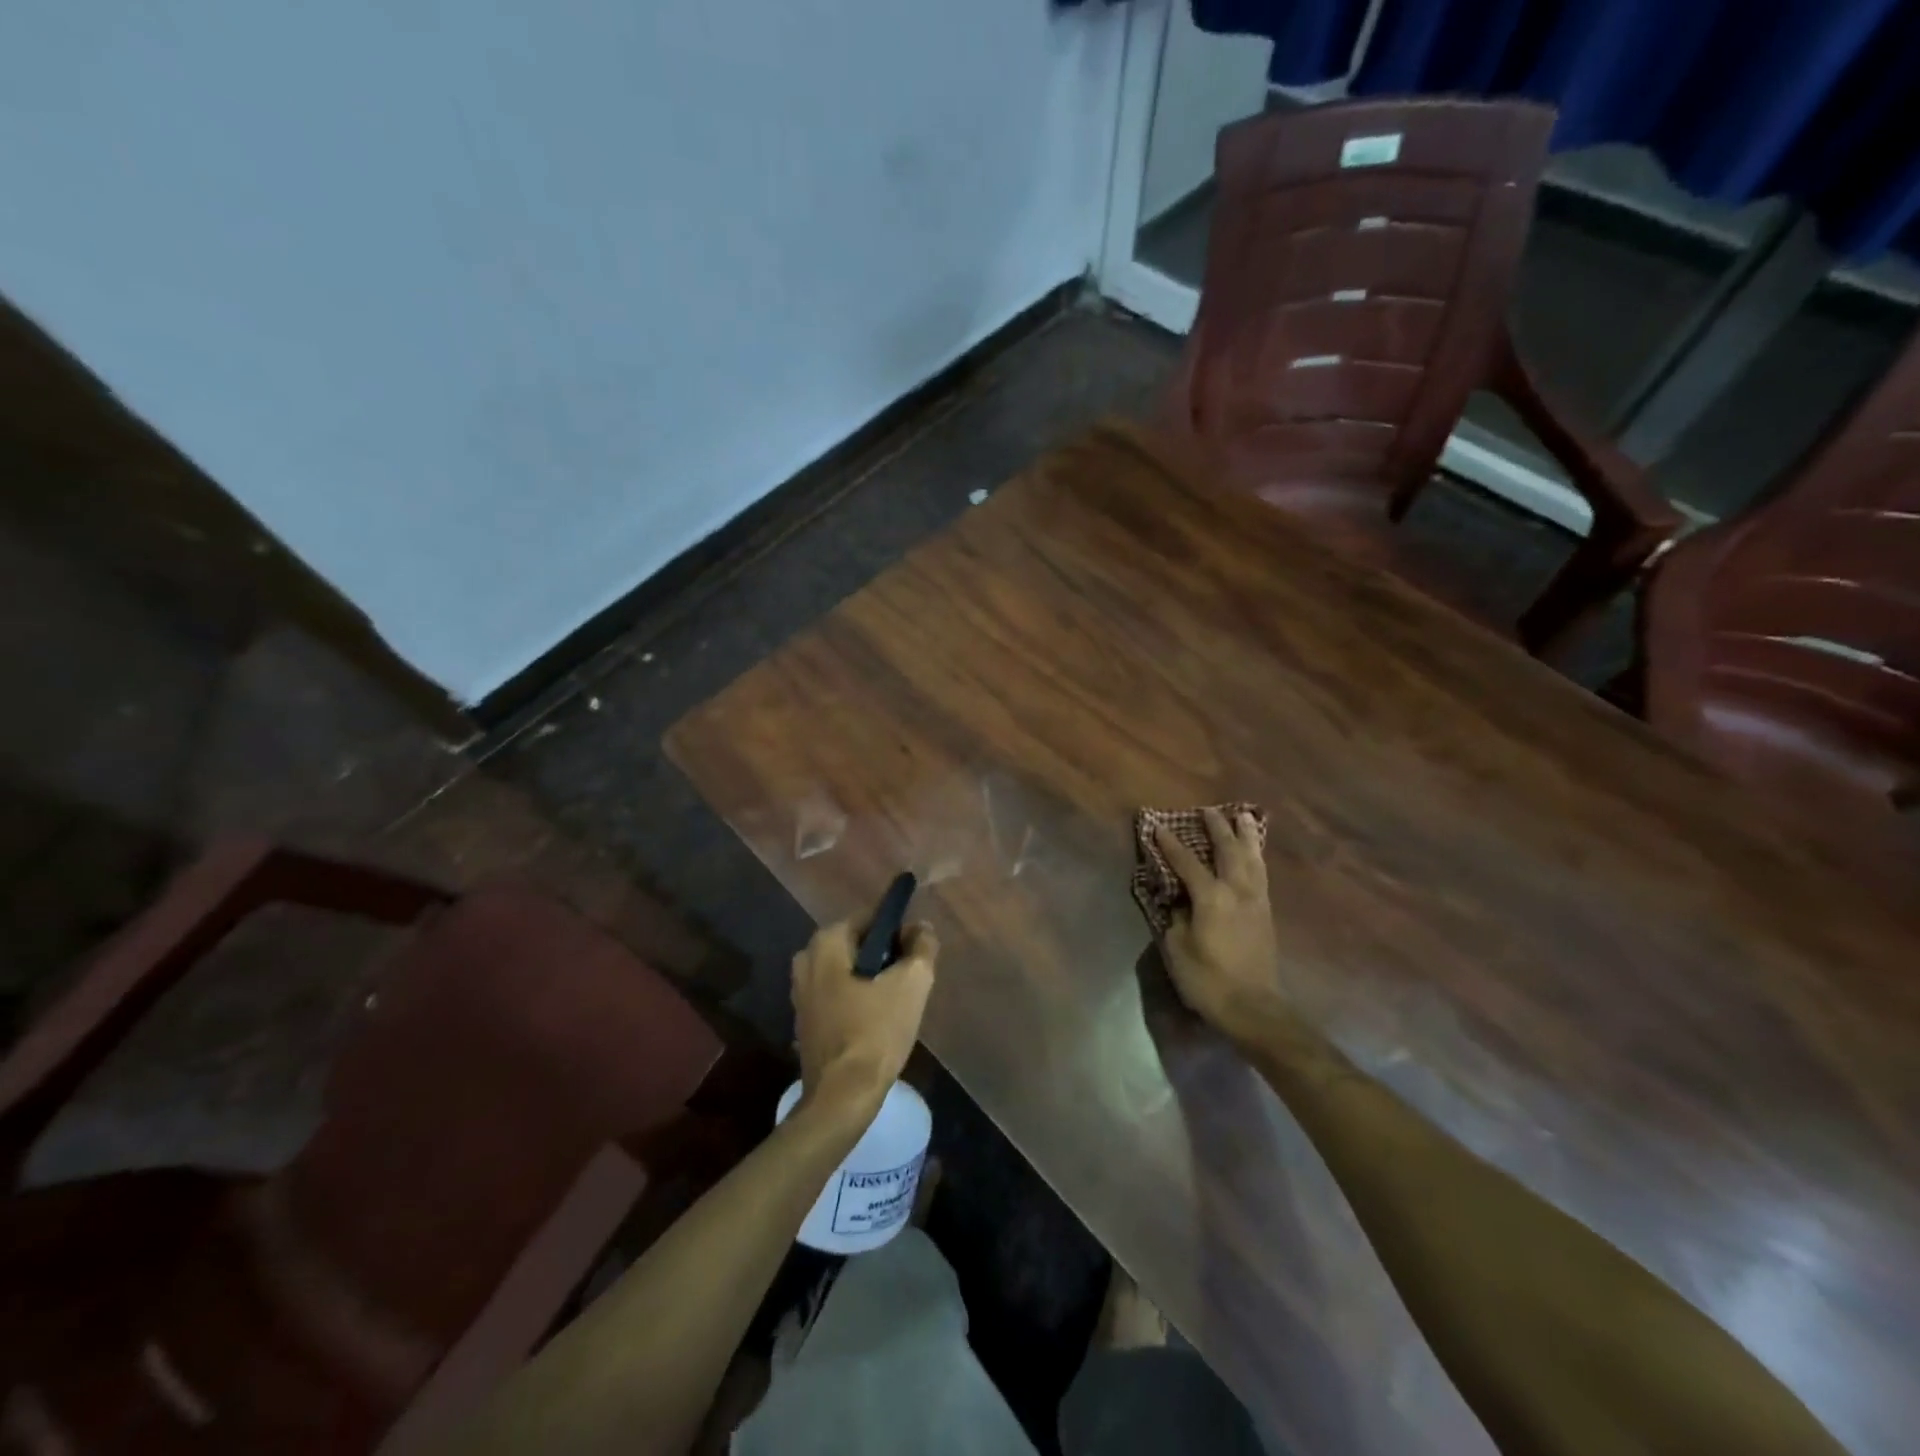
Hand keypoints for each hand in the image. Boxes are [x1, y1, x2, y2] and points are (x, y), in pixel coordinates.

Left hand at [792, 920, 936, 1119]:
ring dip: (873, 978)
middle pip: (858, 944)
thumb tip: (921, 928)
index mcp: (826, 942)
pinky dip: (858, 998)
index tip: (918, 950)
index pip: (871, 918)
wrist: (842, 1097)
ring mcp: (801, 991)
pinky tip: (878, 1020)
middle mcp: (806, 959)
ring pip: (849, 970)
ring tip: (898, 1001)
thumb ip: (921, 947)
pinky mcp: (805, 1018)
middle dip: (886, 955)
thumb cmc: (876, 1032)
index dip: (899, 929)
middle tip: (910, 977)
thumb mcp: (912, 983)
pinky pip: (838, 993)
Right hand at [1155, 808, 1287, 1045]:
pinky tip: (1254, 853)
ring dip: (1245, 835)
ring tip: (1242, 817)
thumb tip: (1179, 900)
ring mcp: (1256, 900)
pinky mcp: (1266, 912)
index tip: (1158, 826)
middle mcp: (1236, 891)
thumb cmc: (1207, 980)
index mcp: (1211, 898)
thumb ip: (1177, 917)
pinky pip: (1261, 873)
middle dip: (1217, 828)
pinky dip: (1256, 856)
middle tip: (1207, 810)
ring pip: (1252, 858)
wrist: (1253, 1008)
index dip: (1170, 843)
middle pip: (1228, 850)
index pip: (1187, 862)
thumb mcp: (1178, 949)